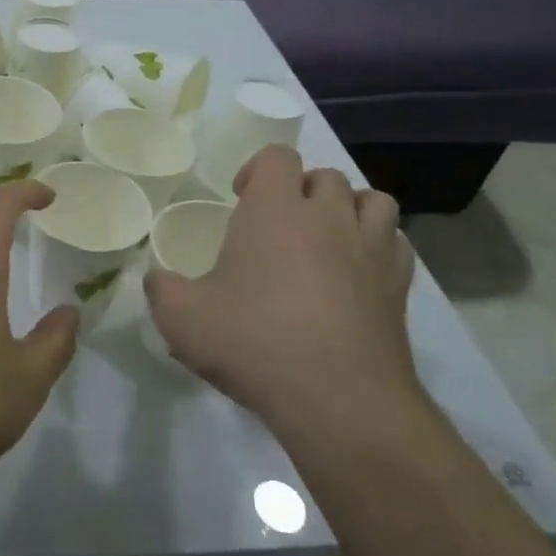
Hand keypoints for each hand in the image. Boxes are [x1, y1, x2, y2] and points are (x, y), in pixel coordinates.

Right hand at [144, 146, 420, 442]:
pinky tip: (357, 273)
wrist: (337, 399)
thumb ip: (160, 289)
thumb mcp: (181, 317)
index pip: (278, 156)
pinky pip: (395, 244)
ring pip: (372, 201)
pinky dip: (378, 246)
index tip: (241, 199)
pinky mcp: (399, 287)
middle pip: (325, 176)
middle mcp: (328, 217)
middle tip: (279, 225)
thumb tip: (157, 280)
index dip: (258, 169)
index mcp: (275, 210)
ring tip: (326, 239)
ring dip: (348, 210)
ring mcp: (371, 250)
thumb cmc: (252, 342)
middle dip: (301, 190)